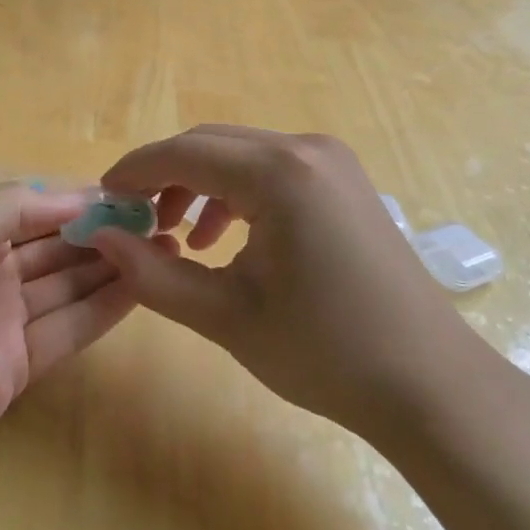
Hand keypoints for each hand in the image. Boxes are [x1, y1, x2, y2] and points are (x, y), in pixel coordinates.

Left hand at [0, 183, 136, 522]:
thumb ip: (6, 208)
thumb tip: (74, 194)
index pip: (36, 207)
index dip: (82, 200)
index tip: (134, 197)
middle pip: (56, 246)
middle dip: (104, 233)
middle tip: (164, 225)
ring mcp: (1, 323)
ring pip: (68, 286)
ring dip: (112, 268)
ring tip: (166, 252)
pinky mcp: (14, 370)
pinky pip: (66, 331)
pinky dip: (102, 310)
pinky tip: (140, 290)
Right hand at [90, 125, 492, 434]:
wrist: (430, 385)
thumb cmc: (324, 353)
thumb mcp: (224, 316)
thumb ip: (151, 274)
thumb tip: (99, 238)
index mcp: (278, 173)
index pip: (182, 153)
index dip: (133, 172)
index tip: (101, 200)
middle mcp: (305, 148)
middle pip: (209, 144)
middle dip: (163, 176)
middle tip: (132, 221)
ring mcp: (331, 160)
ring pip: (239, 154)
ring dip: (197, 184)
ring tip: (175, 236)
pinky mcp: (343, 180)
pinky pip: (270, 169)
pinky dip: (235, 193)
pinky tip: (223, 238)